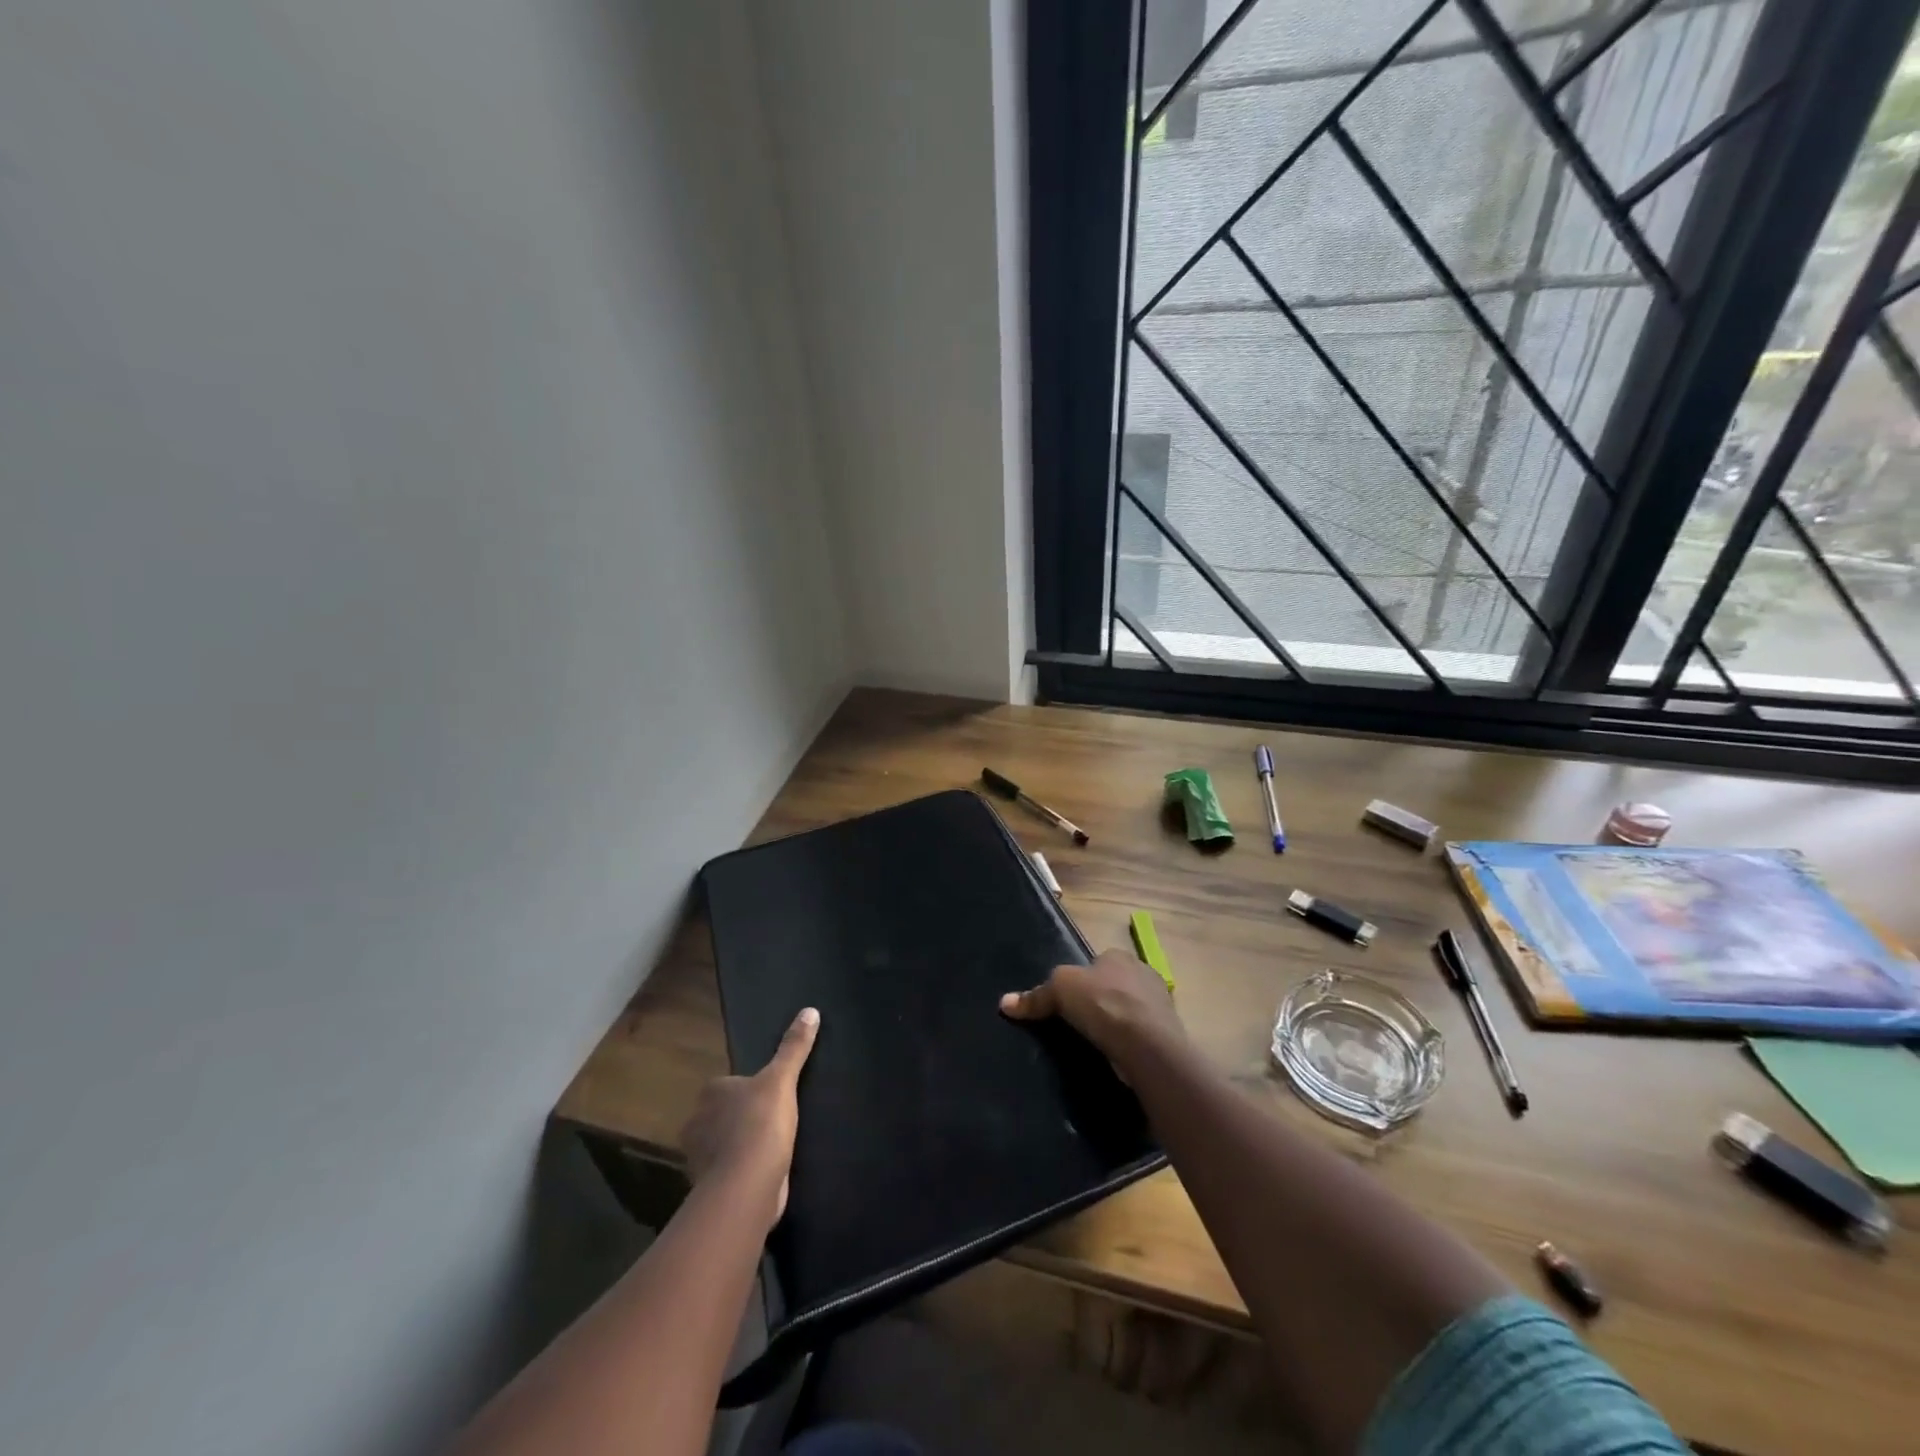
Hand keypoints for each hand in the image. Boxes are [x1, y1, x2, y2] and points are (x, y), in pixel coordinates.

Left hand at [680, 1007, 818, 1229]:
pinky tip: (762, 1173)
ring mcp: (700, 1159)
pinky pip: (728, 1173)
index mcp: (711, 1093)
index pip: (726, 1085)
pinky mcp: (711, 1189)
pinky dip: (741, 1173)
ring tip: (770, 1147)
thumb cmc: (760, 1124)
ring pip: (722, 1146)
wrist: (746, 1187)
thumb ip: (794, 1047)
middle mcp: (698, 1123)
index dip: (746, 1089)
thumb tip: (810, 1010)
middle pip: (721, 1115)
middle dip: (739, 1119)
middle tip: (771, 1120)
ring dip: (739, 1147)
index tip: (767, 1096)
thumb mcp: (782, 1079)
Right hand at [1000, 949, 1182, 1067]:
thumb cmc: (1103, 1003)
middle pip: (1113, 985)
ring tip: (1096, 1042)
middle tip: (1079, 1022)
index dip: (1081, 980)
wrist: (1147, 1044)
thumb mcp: (1059, 990)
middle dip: (1100, 1000)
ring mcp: (1159, 1003)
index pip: (1095, 963)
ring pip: (1129, 1009)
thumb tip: (1004, 1003)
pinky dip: (1128, 1042)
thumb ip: (1035, 996)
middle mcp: (1143, 972)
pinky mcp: (1167, 1032)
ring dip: (1116, 1022)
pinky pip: (1140, 1033)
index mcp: (1118, 955)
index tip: (1068, 1002)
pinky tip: (1116, 1054)